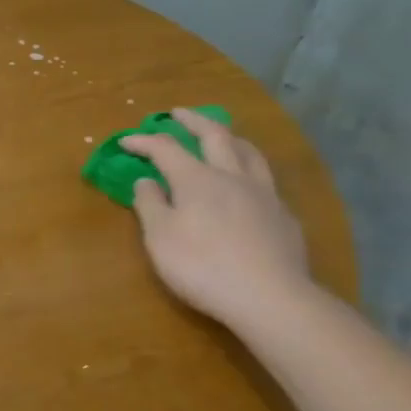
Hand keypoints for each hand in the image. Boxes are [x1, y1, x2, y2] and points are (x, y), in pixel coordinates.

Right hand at [123, 111, 312, 332]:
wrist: (270, 297)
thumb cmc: (203, 267)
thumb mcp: (160, 239)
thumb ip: (150, 205)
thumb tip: (146, 181)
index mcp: (196, 179)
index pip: (165, 148)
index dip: (143, 141)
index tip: (126, 140)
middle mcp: (231, 175)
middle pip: (214, 135)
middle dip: (193, 120)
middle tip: (179, 113)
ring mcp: (263, 193)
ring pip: (248, 151)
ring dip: (230, 137)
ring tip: (221, 135)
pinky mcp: (283, 216)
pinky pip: (266, 180)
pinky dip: (250, 170)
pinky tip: (249, 184)